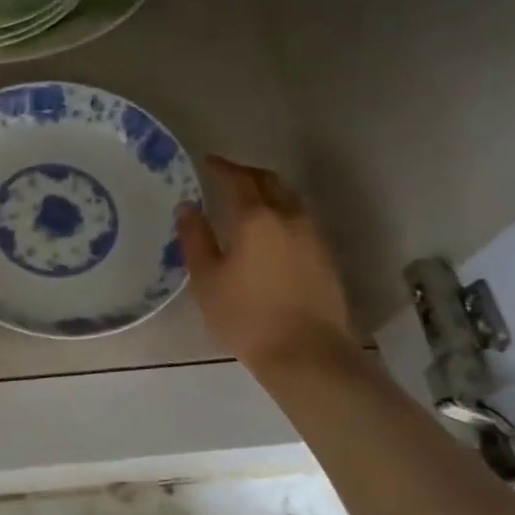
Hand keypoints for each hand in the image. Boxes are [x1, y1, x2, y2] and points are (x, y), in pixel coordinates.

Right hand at [176, 155, 358, 372]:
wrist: (307, 353)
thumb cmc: (246, 316)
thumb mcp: (207, 280)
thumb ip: (195, 239)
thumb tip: (188, 208)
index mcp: (256, 218)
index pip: (238, 180)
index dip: (222, 167)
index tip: (207, 162)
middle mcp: (289, 217)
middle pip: (270, 182)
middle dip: (248, 174)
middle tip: (228, 176)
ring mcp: (313, 236)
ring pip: (290, 199)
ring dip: (269, 192)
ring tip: (250, 201)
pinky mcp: (326, 257)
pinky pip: (301, 220)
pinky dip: (282, 213)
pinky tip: (271, 232)